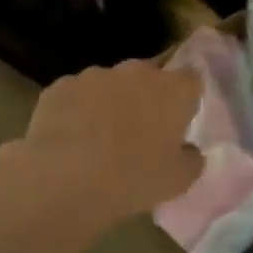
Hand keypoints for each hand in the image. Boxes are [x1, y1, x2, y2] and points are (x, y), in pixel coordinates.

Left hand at [12, 58, 202, 221]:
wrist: (64, 180)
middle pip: (149, 76)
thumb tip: (189, 149)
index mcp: (172, 90)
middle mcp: (135, 72)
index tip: (180, 119)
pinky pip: (77, 95)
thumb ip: (192, 159)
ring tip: (100, 137)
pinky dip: (78, 110)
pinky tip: (71, 138)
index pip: (191, 79)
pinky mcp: (60, 86)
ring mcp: (94, 75)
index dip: (187, 97)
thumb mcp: (179, 181)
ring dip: (111, 101)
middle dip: (147, 96)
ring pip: (110, 84)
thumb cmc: (133, 178)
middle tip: (141, 131)